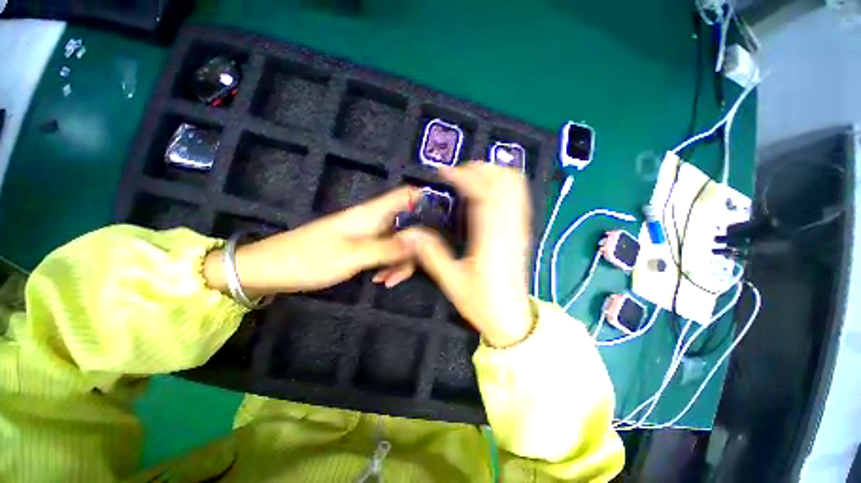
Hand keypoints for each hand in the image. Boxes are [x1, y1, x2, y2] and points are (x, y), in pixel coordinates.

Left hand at [204, 187, 414, 297]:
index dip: (427, 198)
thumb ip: (389, 247)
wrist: (271, 269)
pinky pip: (384, 252)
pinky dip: (388, 265)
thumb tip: (420, 239)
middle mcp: (373, 220)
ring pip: (397, 242)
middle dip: (414, 246)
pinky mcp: (360, 246)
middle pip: (407, 224)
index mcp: (372, 214)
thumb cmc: (310, 259)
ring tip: (389, 280)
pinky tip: (381, 279)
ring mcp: (367, 234)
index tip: (443, 217)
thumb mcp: (354, 256)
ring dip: (400, 261)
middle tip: (410, 269)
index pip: (406, 194)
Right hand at [397, 163, 532, 347]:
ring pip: (516, 187)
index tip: (445, 172)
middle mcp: (509, 228)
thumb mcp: (451, 281)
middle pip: (506, 181)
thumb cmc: (482, 302)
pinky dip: (504, 185)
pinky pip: (519, 198)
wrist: (512, 318)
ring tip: (470, 178)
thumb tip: (410, 232)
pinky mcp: (522, 233)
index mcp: (491, 238)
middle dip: (481, 169)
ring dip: (494, 174)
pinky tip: (487, 191)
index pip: (483, 193)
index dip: (464, 176)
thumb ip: (430, 254)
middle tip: (457, 173)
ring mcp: (519, 229)